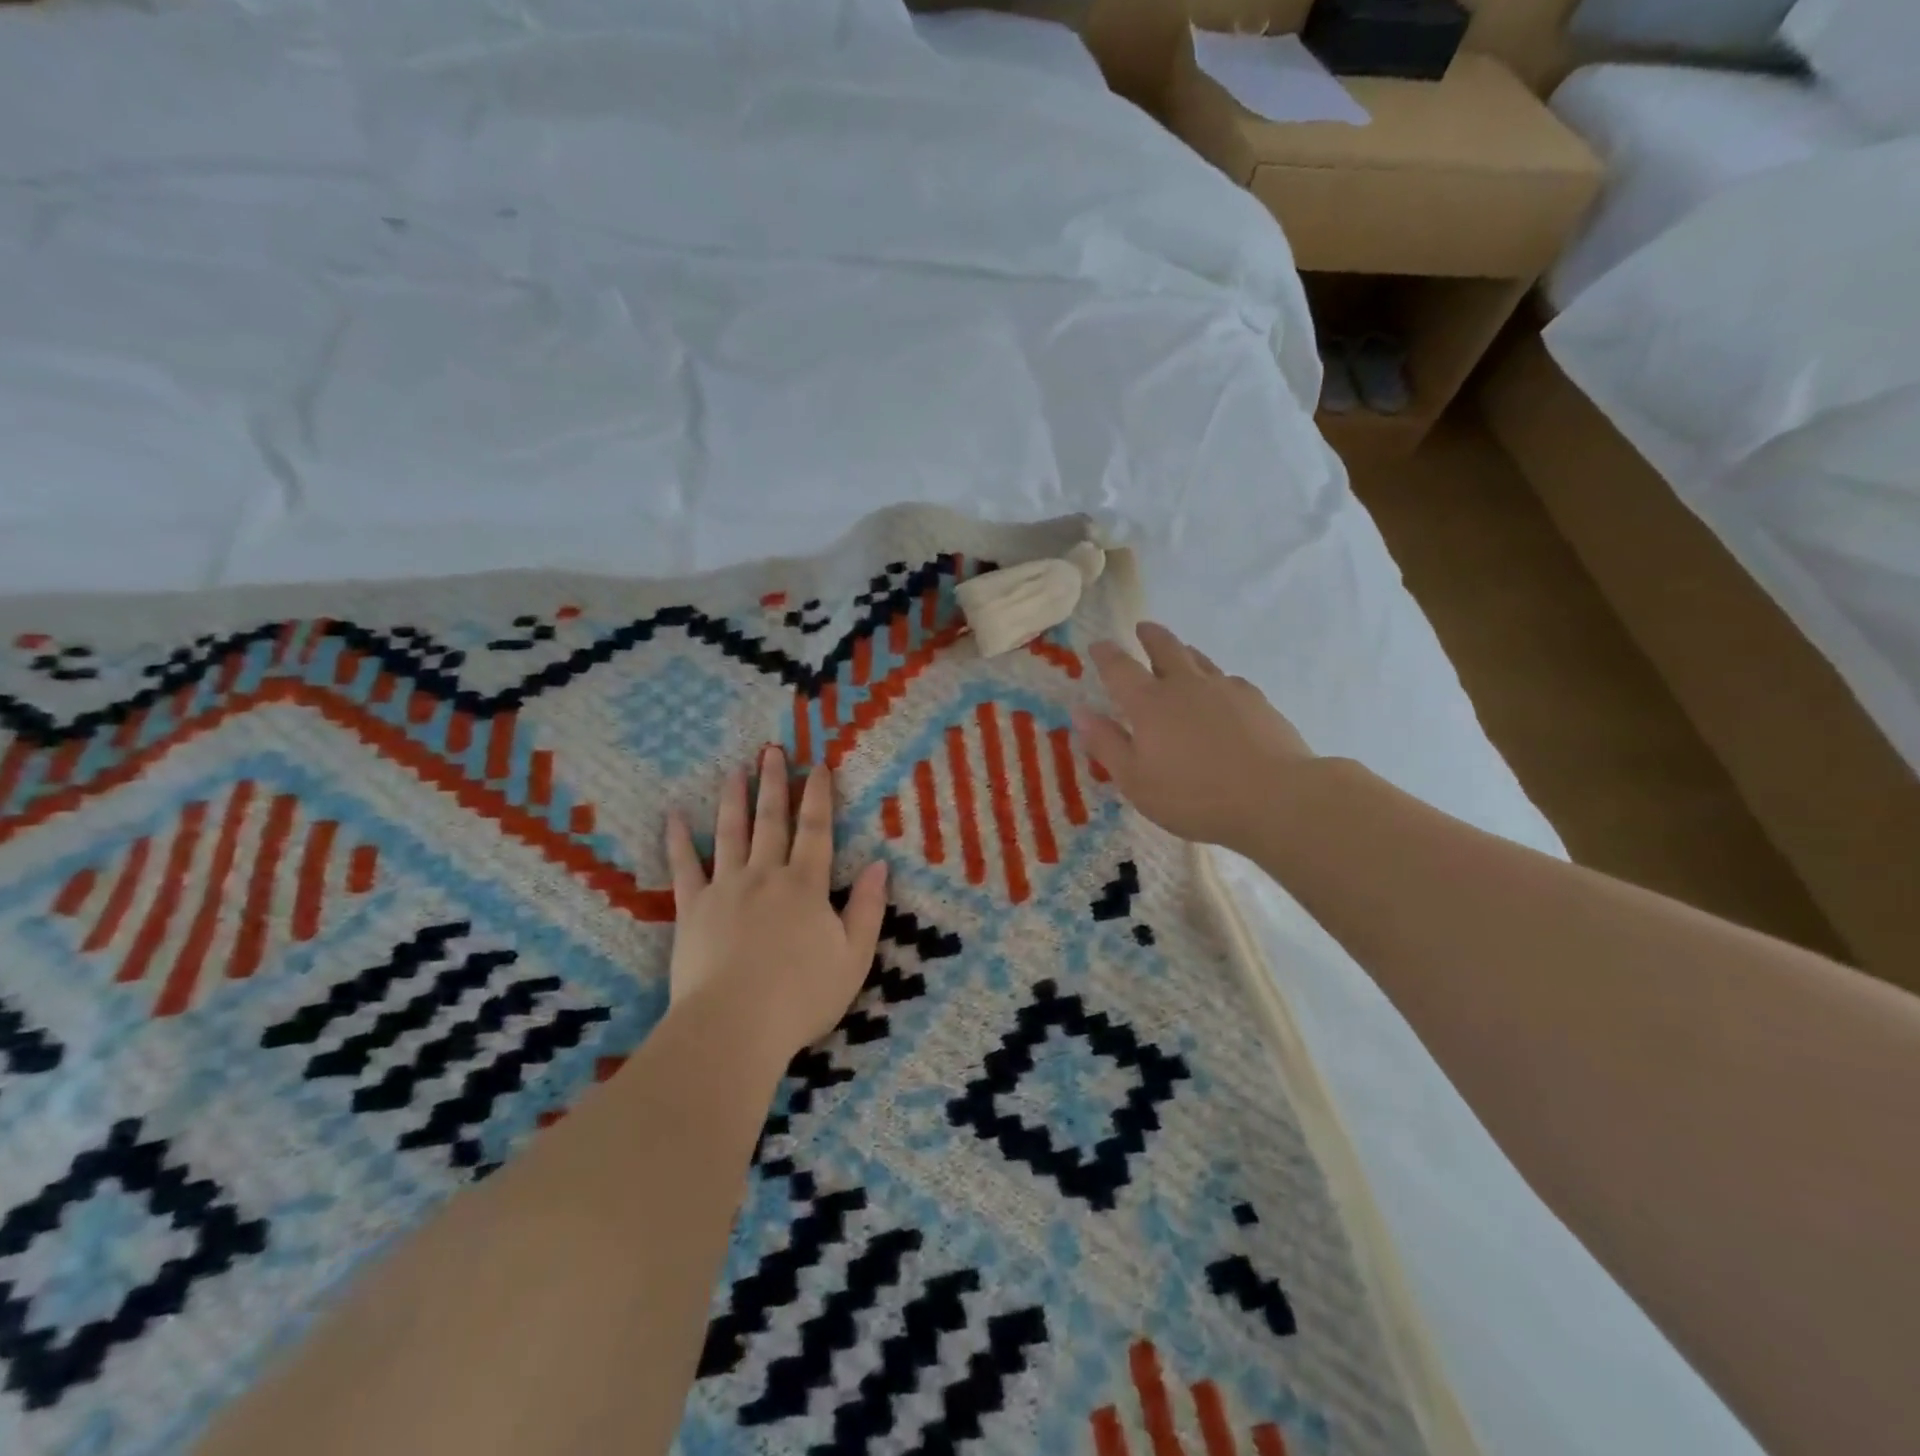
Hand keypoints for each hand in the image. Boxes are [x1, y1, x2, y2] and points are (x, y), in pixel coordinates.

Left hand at [664, 747, 888, 1064]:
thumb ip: (868, 908)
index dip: (819, 797)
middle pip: (771, 821)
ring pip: (730, 833)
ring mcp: (725, 888)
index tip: (818, 767)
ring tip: (734, 771)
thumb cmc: (801, 997)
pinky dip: (678, 841)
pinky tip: (673, 816)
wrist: (734, 1026)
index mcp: (806, 886)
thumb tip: (879, 864)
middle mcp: (766, 875)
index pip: (816, 830)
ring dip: (733, 800)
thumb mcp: (854, 957)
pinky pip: (684, 867)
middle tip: (771, 751)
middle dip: (774, 784)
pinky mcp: (692, 909)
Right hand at [1073, 622, 1312, 851]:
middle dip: (1150, 637)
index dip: (1106, 655)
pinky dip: (1216, 679)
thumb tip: (1080, 712)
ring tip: (1180, 652)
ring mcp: (1225, 689)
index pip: (1120, 668)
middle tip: (1143, 628)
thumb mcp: (1136, 780)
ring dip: (1184, 652)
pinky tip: (1221, 692)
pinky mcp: (1257, 701)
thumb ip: (1107, 744)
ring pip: (1199, 660)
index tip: (1098, 645)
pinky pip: (1229, 680)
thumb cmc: (1194, 795)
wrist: (1276, 798)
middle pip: (1165, 648)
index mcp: (1150, 703)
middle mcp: (1186, 685)